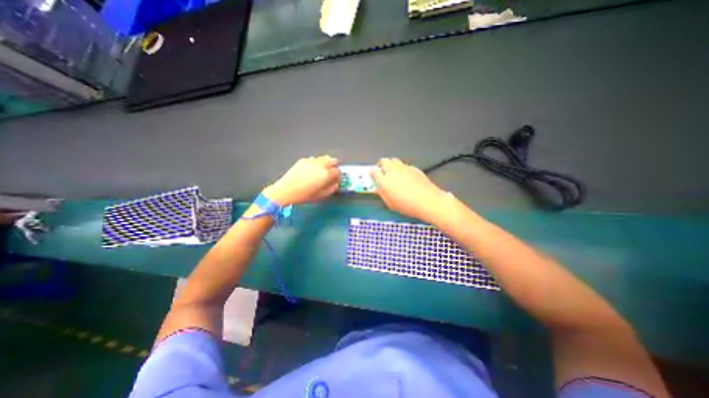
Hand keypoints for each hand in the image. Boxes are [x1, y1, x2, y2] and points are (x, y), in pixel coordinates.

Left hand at [264, 156, 339, 205]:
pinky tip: (311, 170)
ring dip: (326, 163)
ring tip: (322, 171)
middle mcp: (320, 165)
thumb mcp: (322, 195)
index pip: (338, 171)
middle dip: (334, 166)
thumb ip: (332, 188)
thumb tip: (335, 183)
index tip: (336, 180)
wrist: (286, 191)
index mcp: (326, 174)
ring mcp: (311, 161)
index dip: (338, 176)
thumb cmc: (305, 196)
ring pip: (324, 158)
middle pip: (332, 160)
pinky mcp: (303, 160)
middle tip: (331, 173)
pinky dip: (316, 163)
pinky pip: (314, 159)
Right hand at [372, 157, 447, 222]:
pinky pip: (404, 165)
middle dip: (381, 165)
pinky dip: (402, 168)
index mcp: (385, 181)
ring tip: (393, 172)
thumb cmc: (407, 205)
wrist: (427, 201)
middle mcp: (393, 171)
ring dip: (391, 164)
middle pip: (383, 161)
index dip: (372, 173)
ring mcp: (404, 168)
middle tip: (382, 172)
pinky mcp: (413, 168)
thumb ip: (382, 194)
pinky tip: (406, 176)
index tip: (373, 176)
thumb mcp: (390, 204)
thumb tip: (378, 189)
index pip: (373, 172)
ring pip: (394, 160)